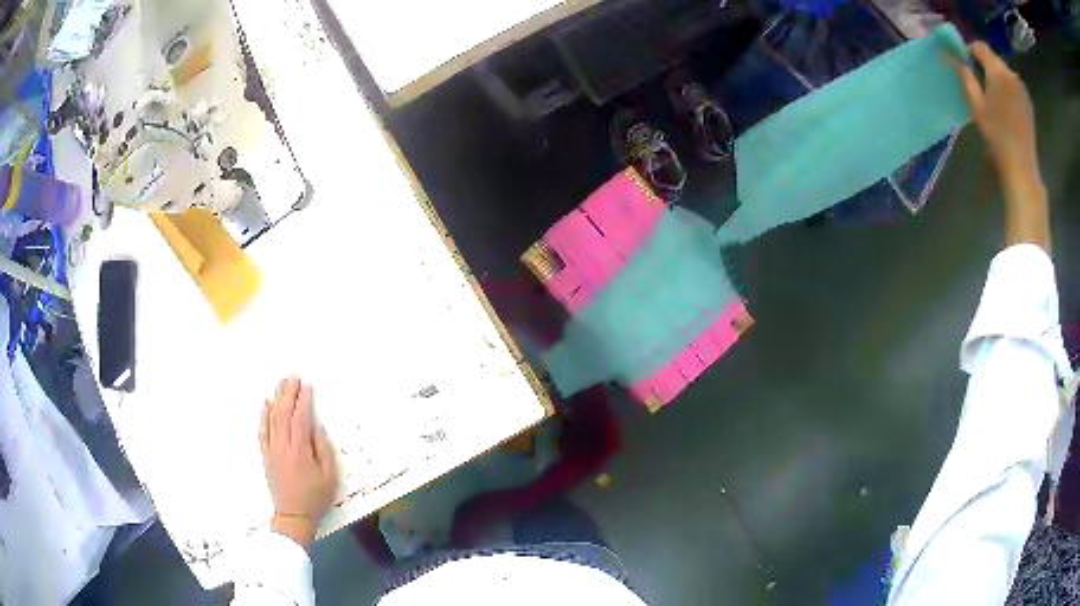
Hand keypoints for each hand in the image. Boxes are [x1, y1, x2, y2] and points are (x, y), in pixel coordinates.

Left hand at [260, 375, 338, 548]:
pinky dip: (264, 415)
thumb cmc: (315, 497)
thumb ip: (323, 449)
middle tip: (293, 376)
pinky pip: (262, 430)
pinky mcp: (266, 455)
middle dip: (288, 392)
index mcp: (299, 450)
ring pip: (271, 418)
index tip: (308, 386)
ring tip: (281, 383)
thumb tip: (316, 427)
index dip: (304, 400)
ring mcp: (271, 450)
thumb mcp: (329, 476)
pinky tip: (266, 404)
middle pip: (283, 413)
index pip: (300, 418)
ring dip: (276, 398)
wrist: (293, 516)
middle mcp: (282, 446)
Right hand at [956, 42, 1048, 250]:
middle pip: (994, 59)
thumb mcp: (976, 106)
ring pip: (1004, 72)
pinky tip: (1006, 107)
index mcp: (998, 71)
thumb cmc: (998, 137)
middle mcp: (1011, 74)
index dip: (970, 51)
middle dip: (985, 65)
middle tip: (978, 82)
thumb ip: (966, 78)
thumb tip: (957, 60)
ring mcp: (1022, 89)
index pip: (980, 47)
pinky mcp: (1028, 102)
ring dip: (997, 78)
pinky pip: (1014, 85)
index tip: (965, 64)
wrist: (1022, 169)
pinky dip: (1007, 89)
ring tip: (993, 97)